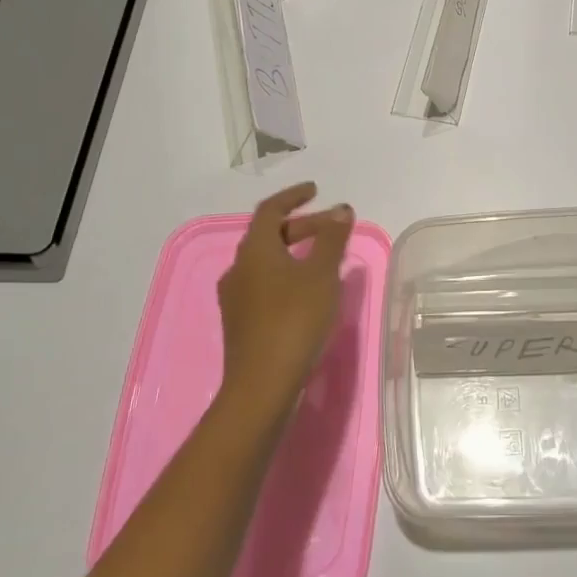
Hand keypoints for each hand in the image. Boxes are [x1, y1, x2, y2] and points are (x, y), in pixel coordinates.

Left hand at [217, 183, 353, 422]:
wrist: (262, 386)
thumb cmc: (294, 320)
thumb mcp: (322, 274)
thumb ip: (332, 238)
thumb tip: (340, 208)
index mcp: (255, 250)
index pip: (270, 210)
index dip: (293, 196)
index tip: (315, 190)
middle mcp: (239, 268)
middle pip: (269, 235)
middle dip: (301, 226)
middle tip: (332, 228)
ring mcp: (236, 298)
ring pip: (266, 261)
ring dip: (293, 251)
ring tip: (323, 258)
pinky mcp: (241, 323)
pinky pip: (264, 284)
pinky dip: (286, 274)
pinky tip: (307, 292)